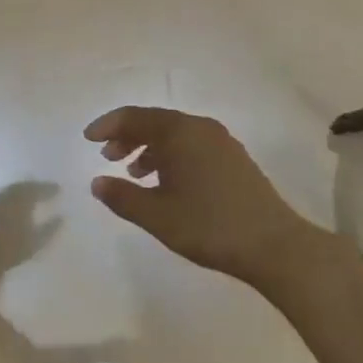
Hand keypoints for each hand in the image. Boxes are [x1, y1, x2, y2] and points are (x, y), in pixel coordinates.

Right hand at [85, 106, 319, 286]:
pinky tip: (166, 182)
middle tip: (108, 156)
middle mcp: (200, 128)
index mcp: (180, 132)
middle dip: (127, 136)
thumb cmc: (209, 226)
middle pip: (155, 121)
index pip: (134, 117)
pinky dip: (171, 155)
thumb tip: (97, 182)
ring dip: (149, 147)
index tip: (87, 139)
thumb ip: (122, 197)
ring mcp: (221, 142)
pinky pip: (192, 145)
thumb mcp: (157, 216)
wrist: (275, 245)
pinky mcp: (234, 158)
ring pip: (175, 134)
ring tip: (133, 172)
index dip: (107, 125)